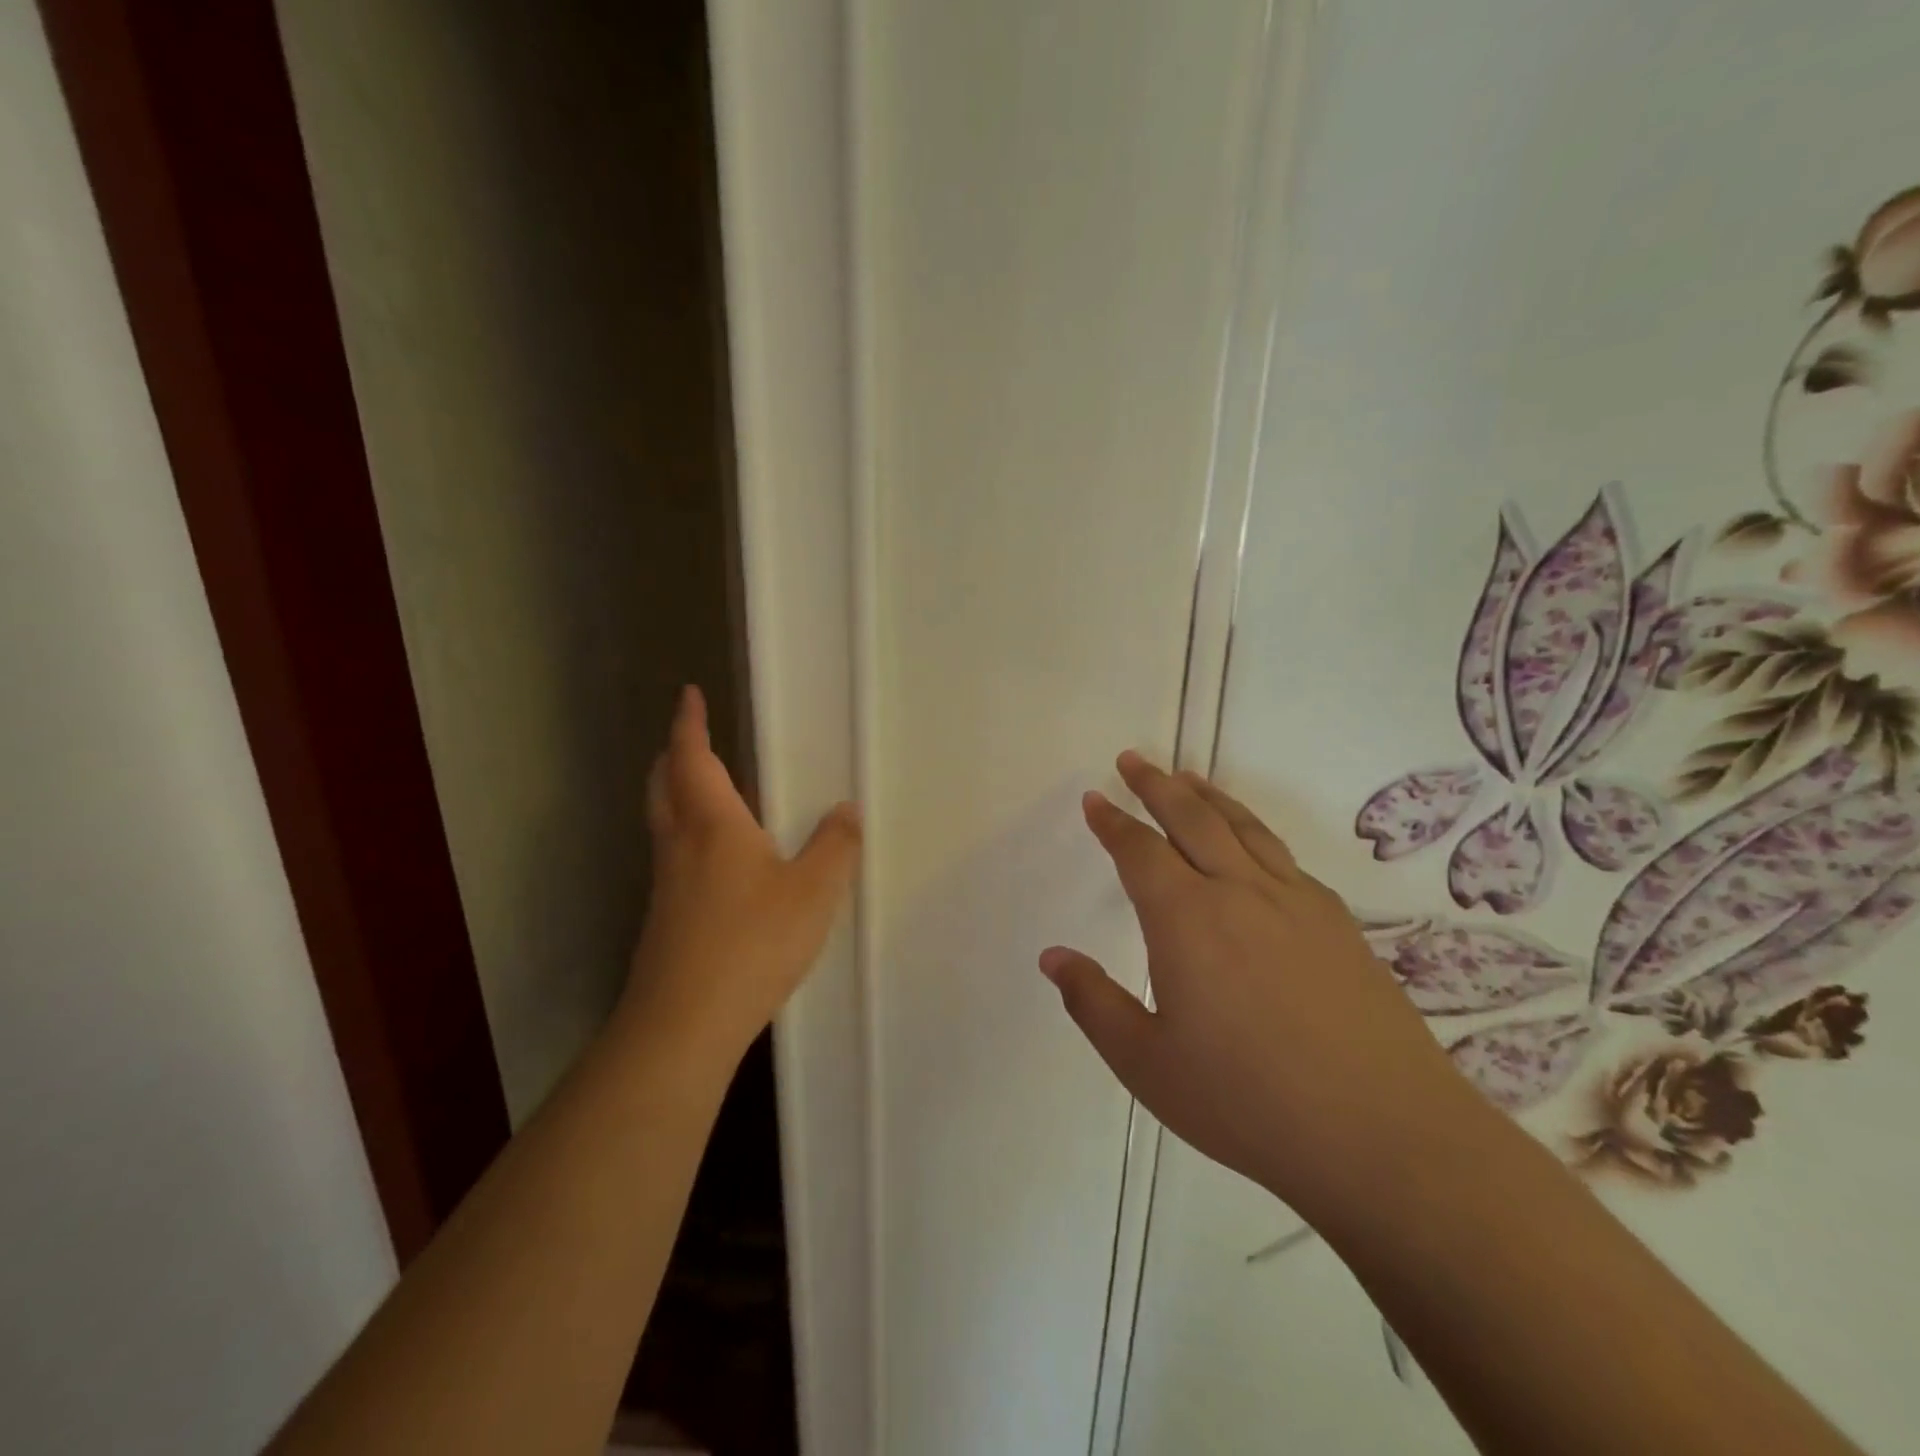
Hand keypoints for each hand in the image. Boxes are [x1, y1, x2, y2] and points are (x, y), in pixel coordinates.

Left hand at [621, 687, 861, 1065]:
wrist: (683, 1023)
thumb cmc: (751, 943)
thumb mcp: (813, 892)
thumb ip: (835, 846)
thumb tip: (846, 809)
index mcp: (712, 824)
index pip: (692, 757)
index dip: (689, 723)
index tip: (689, 694)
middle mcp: (680, 845)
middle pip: (664, 784)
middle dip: (675, 753)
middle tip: (693, 738)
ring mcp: (666, 884)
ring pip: (665, 821)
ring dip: (678, 793)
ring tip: (712, 790)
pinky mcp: (665, 917)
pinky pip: (674, 855)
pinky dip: (689, 834)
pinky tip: (721, 860)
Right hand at [1040, 752, 1481, 1223]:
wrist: (1383, 1134)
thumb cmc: (1247, 1102)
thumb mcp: (1146, 1063)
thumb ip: (1093, 1003)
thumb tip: (1052, 956)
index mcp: (1185, 919)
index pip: (1138, 850)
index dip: (1112, 821)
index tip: (1094, 799)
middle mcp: (1238, 891)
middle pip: (1191, 817)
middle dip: (1156, 784)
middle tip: (1134, 759)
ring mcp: (1295, 901)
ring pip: (1243, 826)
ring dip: (1208, 795)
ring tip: (1187, 776)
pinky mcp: (1337, 921)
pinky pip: (1282, 855)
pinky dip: (1253, 830)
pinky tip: (1251, 844)